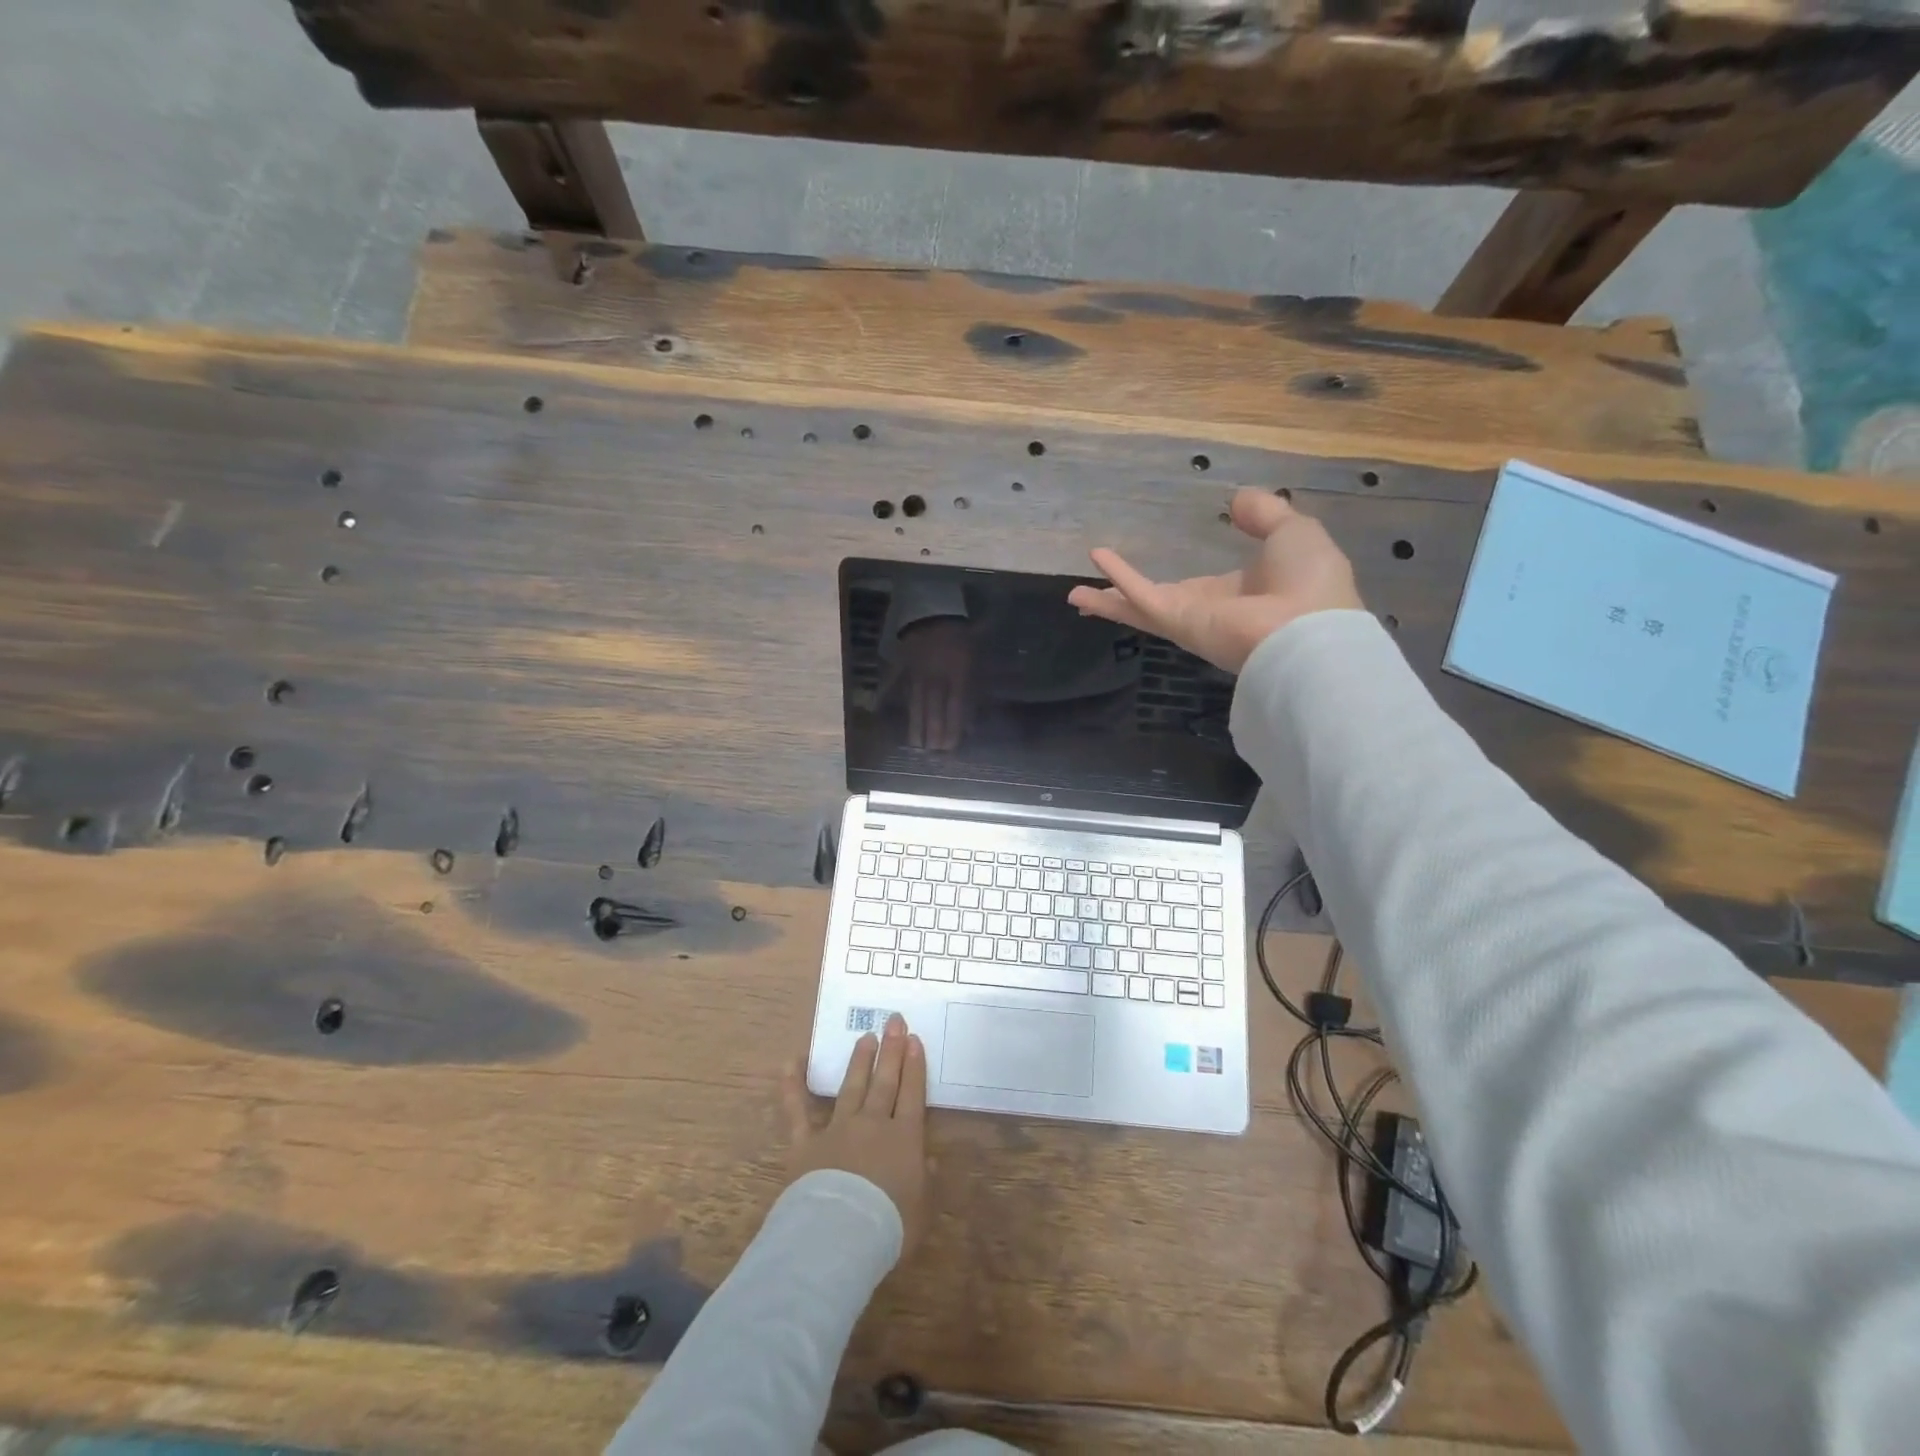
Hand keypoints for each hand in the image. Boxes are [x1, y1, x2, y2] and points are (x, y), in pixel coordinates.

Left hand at [783, 1014, 930, 1257]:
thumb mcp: (922, 1208)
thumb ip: (926, 1179)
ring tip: (865, 1038)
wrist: (839, 1236)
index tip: (914, 1039)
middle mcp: (872, 1123)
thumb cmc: (888, 1226)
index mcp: (904, 1138)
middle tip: (894, 1021)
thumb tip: (928, 1159)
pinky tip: (791, 1061)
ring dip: (859, 1061)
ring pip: (851, 1087)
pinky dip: (792, 1085)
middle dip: (891, 1050)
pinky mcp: (805, 1143)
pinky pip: (797, 1110)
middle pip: (884, 1081)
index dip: (914, 1065)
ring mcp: (837, 1129)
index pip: (911, 1093)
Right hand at [897, 617, 970, 749]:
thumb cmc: (959, 637)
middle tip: (933, 752)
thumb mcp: (973, 660)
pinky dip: (887, 698)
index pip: (954, 706)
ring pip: (916, 702)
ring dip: (916, 725)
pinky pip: (895, 684)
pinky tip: (880, 712)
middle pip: (933, 709)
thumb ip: (973, 689)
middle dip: (933, 732)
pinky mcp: (902, 666)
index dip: (952, 727)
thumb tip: (971, 720)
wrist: (934, 610)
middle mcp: (935, 676)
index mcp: (956, 672)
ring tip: (915, 745)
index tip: (949, 746)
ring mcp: (916, 672)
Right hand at [1067, 488, 1362, 672]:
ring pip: (1137, 607)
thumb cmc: (1308, 581)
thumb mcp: (1293, 531)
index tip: (1165, 578)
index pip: (1196, 587)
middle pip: (1156, 604)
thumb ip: (1265, 514)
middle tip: (1096, 596)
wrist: (1309, 629)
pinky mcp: (1176, 620)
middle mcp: (1207, 609)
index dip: (1176, 582)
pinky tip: (1095, 557)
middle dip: (1127, 601)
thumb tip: (1237, 500)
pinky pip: (1142, 594)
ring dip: (1107, 600)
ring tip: (1073, 594)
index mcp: (1237, 593)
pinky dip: (1119, 576)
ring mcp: (1188, 618)